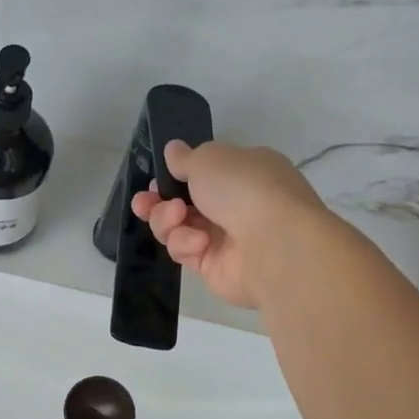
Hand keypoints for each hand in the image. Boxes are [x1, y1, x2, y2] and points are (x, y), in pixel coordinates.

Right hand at [131, 140, 328, 308]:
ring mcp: (226, 238)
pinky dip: (185, 244)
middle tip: (143, 203)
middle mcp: (236, 204)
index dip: (174, 176)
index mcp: (244, 172)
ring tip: (176, 217)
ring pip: (178, 227)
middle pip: (183, 202)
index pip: (203, 173)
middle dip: (158, 202)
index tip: (156, 178)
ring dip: (167, 220)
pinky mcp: (214, 267)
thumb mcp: (209, 158)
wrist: (275, 246)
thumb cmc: (244, 188)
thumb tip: (173, 150)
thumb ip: (185, 158)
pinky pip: (185, 251)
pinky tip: (198, 242)